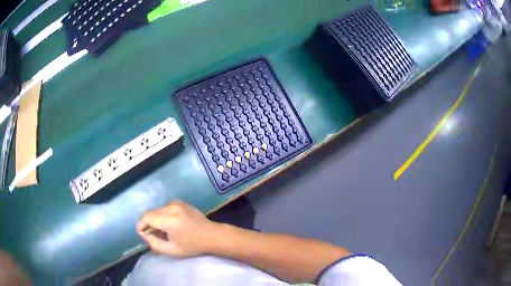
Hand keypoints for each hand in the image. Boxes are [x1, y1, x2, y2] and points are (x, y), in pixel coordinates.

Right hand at [137, 201, 219, 256]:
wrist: (212, 235)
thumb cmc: (193, 246)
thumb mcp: (172, 250)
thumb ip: (154, 243)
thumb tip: (144, 234)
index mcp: (170, 219)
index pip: (147, 217)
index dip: (141, 225)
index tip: (141, 234)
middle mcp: (172, 207)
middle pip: (151, 213)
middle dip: (148, 223)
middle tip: (152, 235)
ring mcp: (177, 203)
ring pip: (158, 210)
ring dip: (156, 219)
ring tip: (163, 232)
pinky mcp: (181, 202)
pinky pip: (165, 208)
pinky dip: (163, 215)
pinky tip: (170, 225)